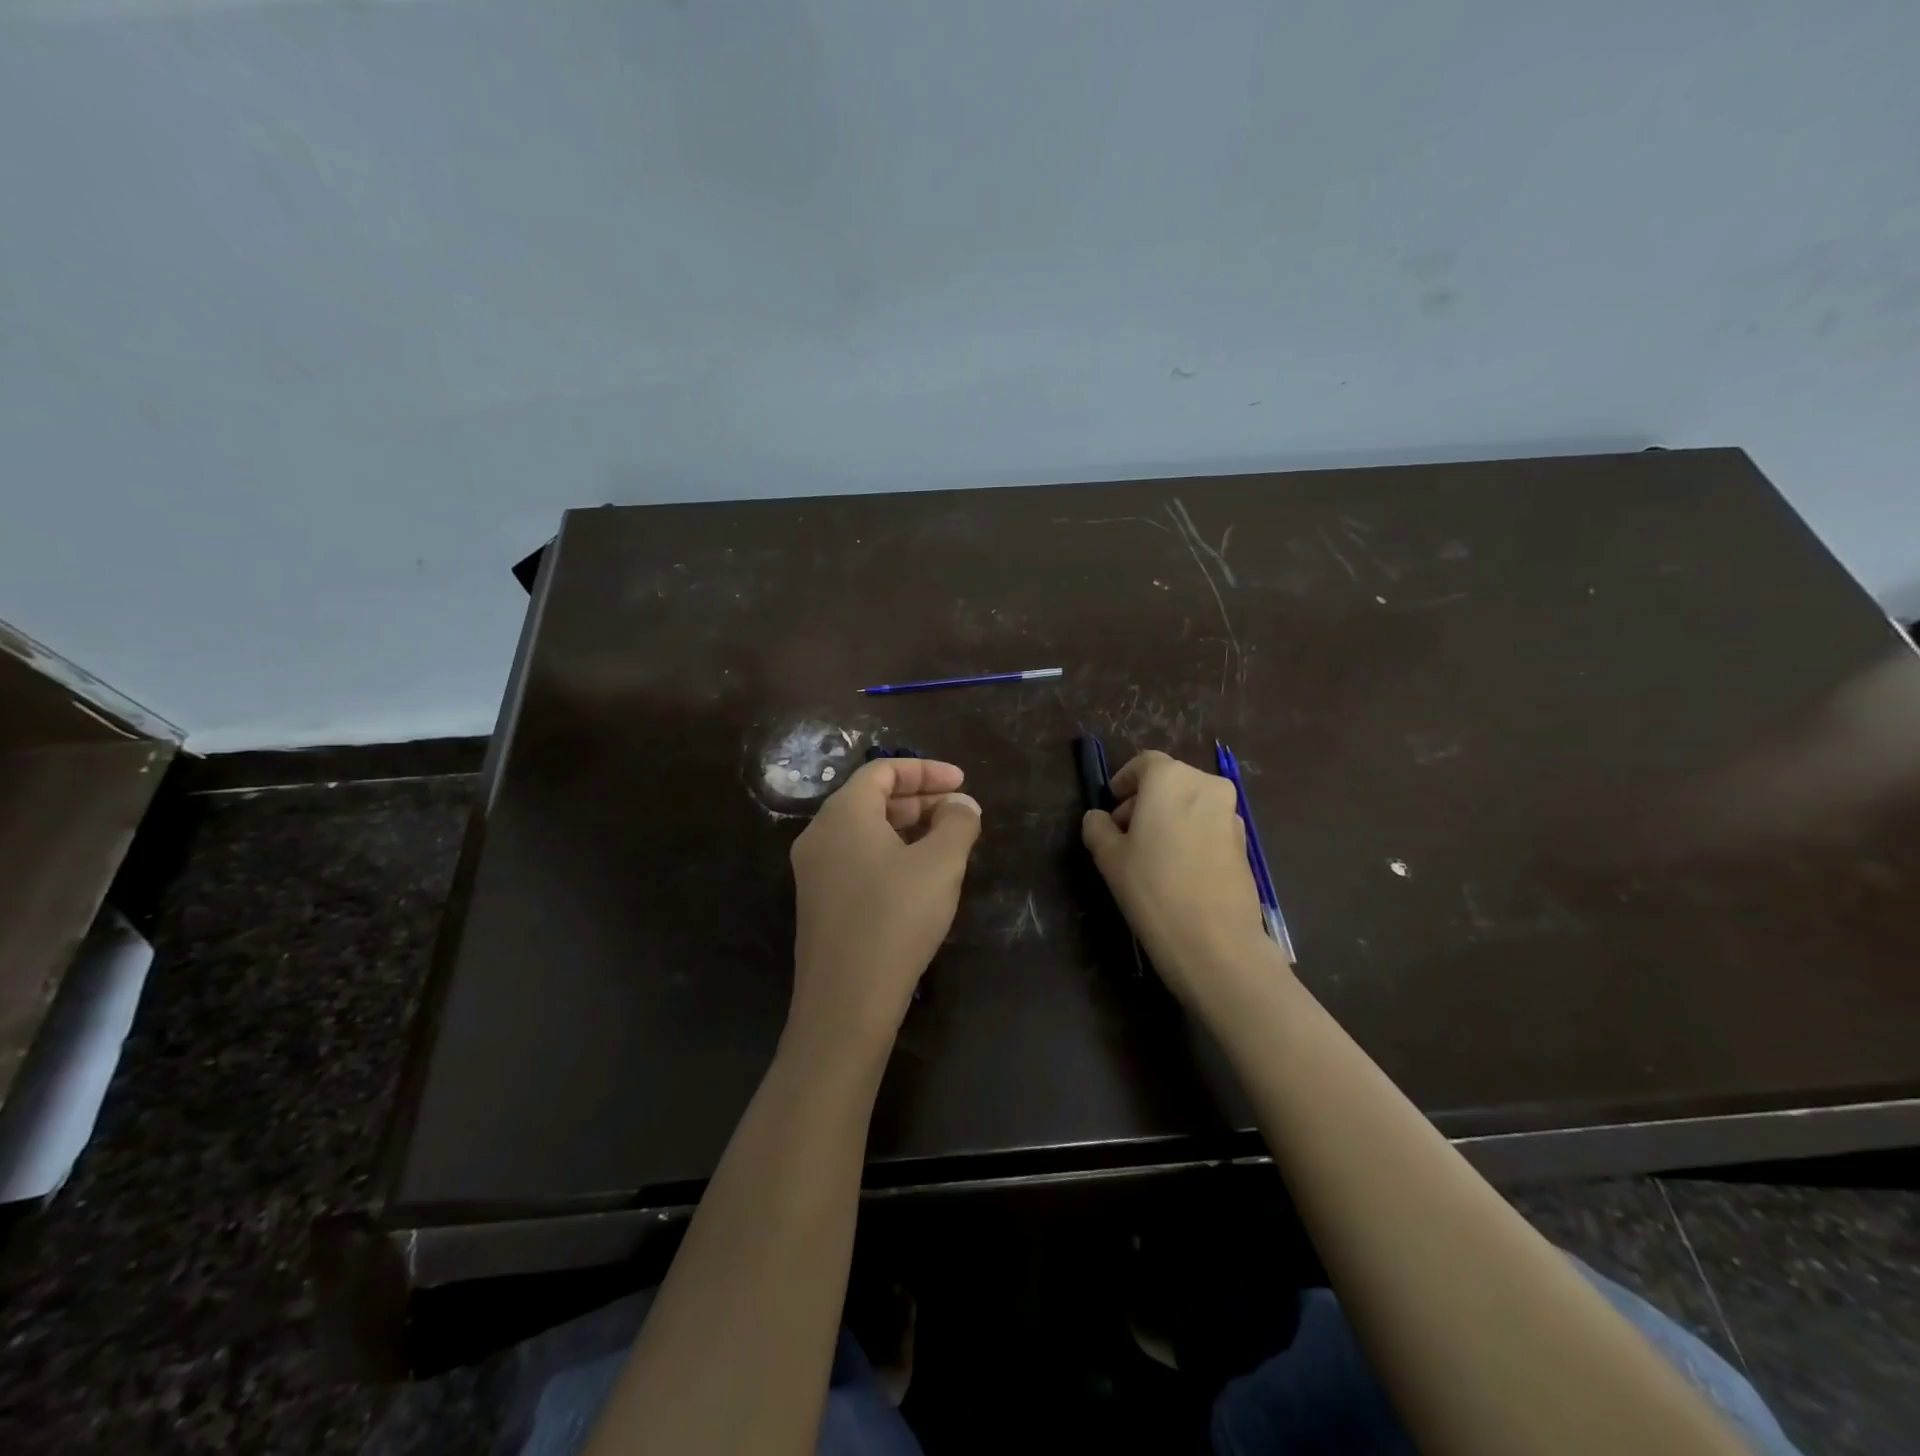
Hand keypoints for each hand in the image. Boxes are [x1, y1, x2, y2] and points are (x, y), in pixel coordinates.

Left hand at [787, 757, 982, 1058]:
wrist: (847, 1000)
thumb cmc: (896, 917)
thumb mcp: (940, 863)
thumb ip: (957, 823)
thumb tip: (961, 805)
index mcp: (843, 813)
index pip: (882, 770)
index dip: (926, 770)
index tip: (962, 782)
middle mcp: (820, 835)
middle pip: (871, 799)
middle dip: (920, 800)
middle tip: (959, 814)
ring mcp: (814, 871)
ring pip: (865, 832)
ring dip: (907, 829)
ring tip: (947, 843)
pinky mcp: (820, 904)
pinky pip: (857, 860)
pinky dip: (891, 854)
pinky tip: (920, 878)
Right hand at [1081, 750, 1278, 1005]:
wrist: (1215, 941)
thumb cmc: (1153, 888)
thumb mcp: (1109, 857)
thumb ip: (1098, 827)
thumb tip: (1099, 818)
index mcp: (1171, 779)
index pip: (1144, 764)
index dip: (1124, 782)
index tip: (1111, 807)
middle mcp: (1206, 786)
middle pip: (1169, 781)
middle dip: (1144, 801)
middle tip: (1124, 835)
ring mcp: (1231, 814)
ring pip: (1191, 804)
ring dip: (1169, 818)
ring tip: (1150, 856)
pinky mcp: (1244, 843)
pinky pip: (1208, 826)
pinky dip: (1190, 835)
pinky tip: (1177, 870)